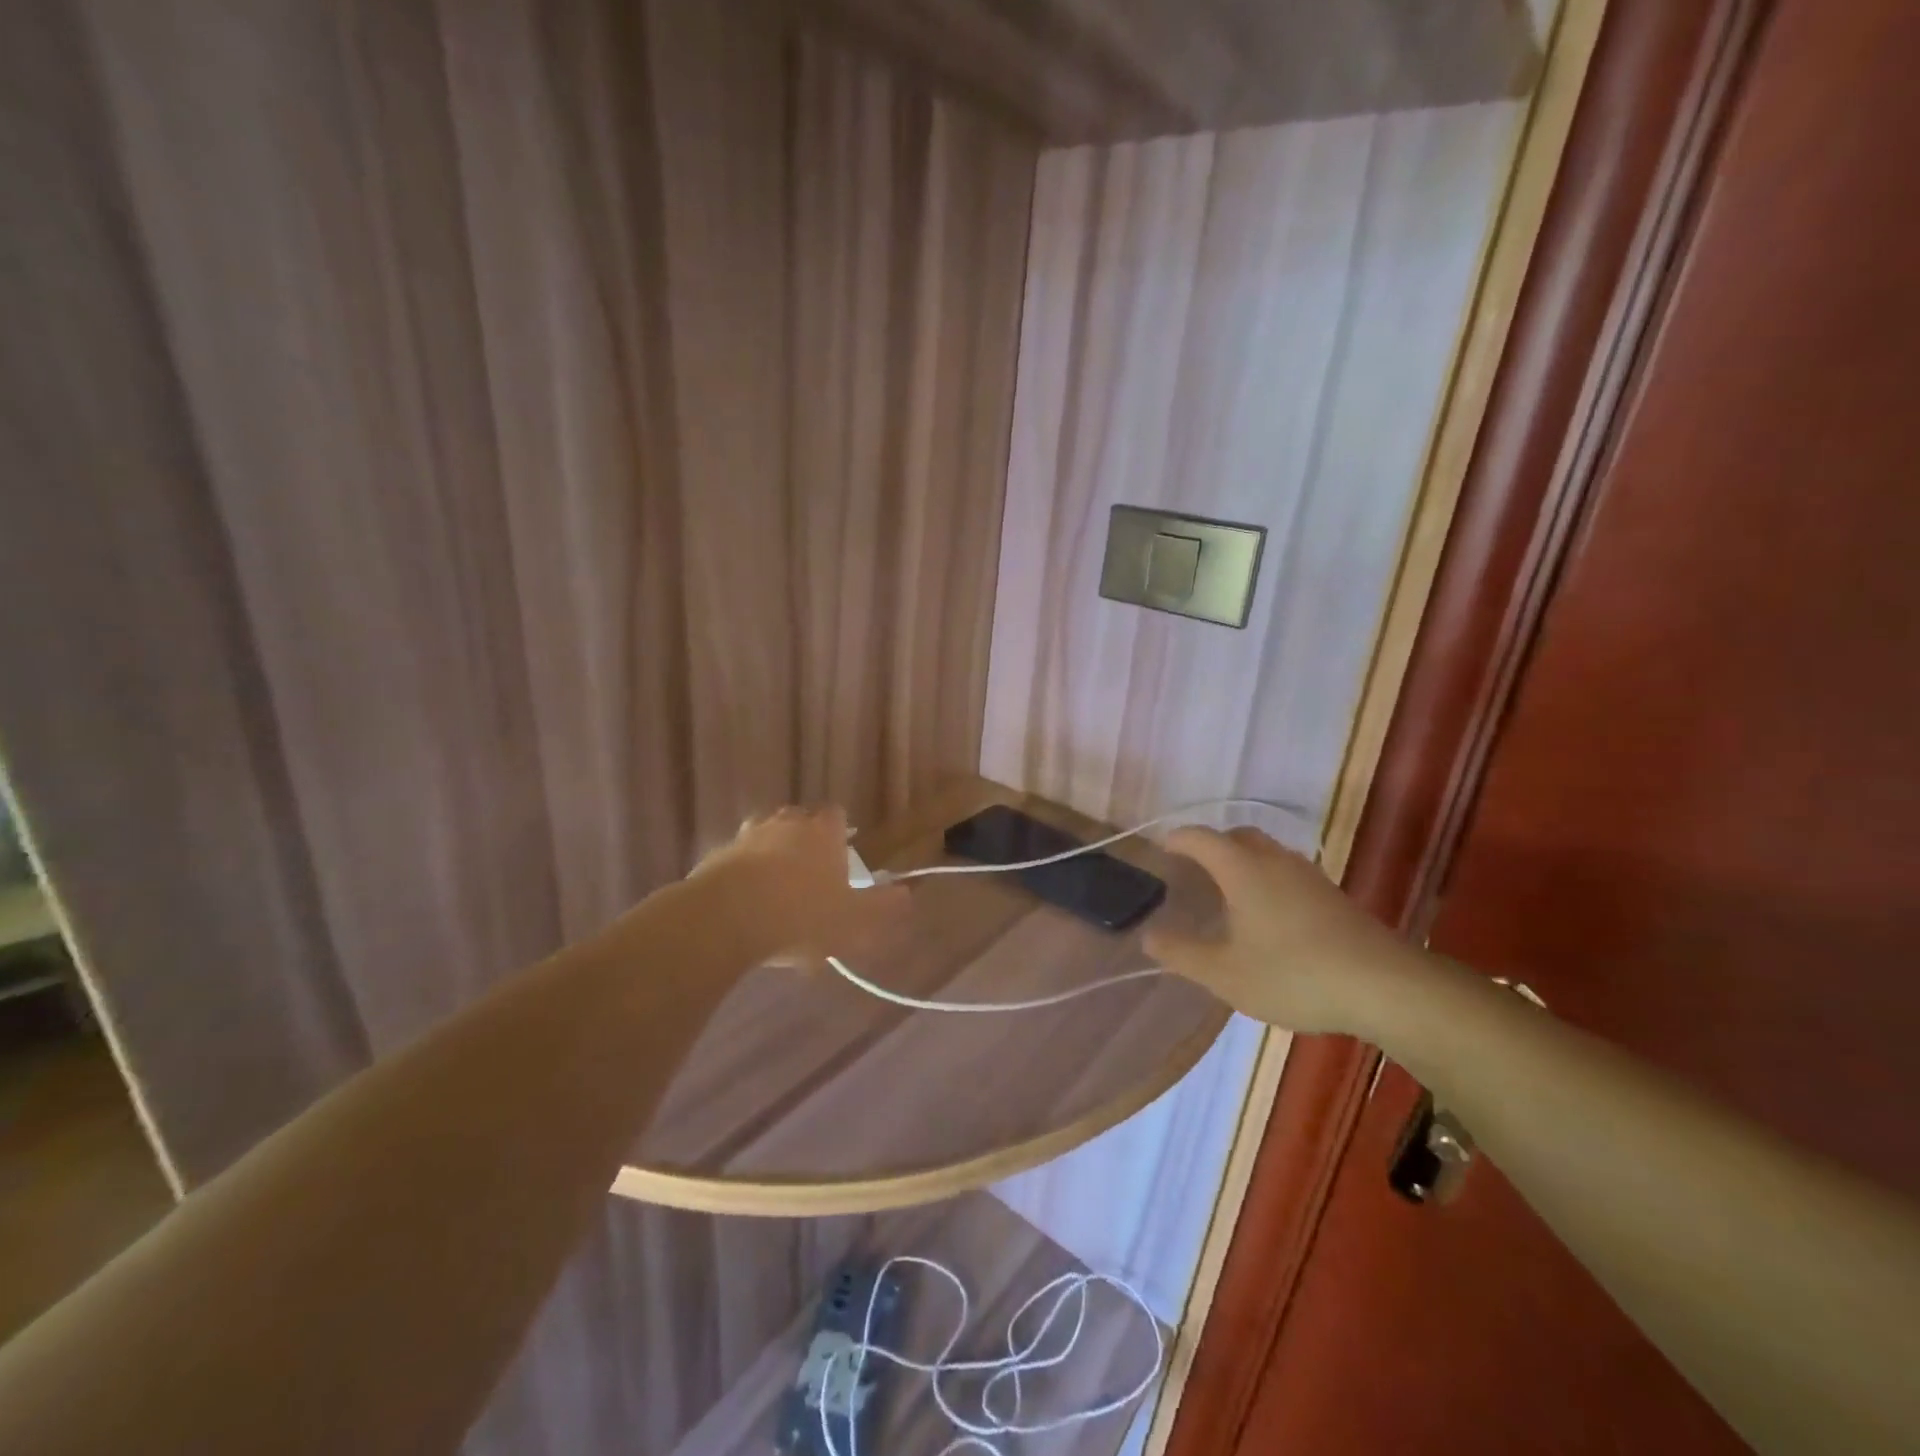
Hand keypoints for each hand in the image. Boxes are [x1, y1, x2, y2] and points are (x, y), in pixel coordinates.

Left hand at [693, 807, 908, 966]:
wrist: (726, 918)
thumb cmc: (801, 915)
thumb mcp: (854, 920)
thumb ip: (883, 906)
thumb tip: (907, 894)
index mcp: (823, 833)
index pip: (836, 815)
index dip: (841, 831)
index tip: (843, 851)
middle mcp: (786, 825)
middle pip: (799, 820)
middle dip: (805, 839)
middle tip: (811, 871)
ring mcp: (747, 837)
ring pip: (765, 836)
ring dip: (772, 854)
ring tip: (776, 888)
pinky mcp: (716, 857)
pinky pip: (736, 860)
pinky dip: (743, 874)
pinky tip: (746, 903)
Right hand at [1144, 827, 1424, 1036]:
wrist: (1385, 986)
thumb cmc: (1293, 974)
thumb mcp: (1224, 973)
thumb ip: (1181, 953)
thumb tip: (1148, 935)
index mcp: (1241, 868)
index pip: (1199, 838)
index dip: (1176, 839)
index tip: (1160, 850)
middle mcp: (1274, 860)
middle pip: (1237, 836)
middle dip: (1211, 846)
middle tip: (1193, 871)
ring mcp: (1308, 875)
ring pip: (1266, 853)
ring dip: (1242, 862)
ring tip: (1228, 894)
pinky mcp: (1333, 895)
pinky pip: (1287, 873)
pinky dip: (1267, 880)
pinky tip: (1269, 917)